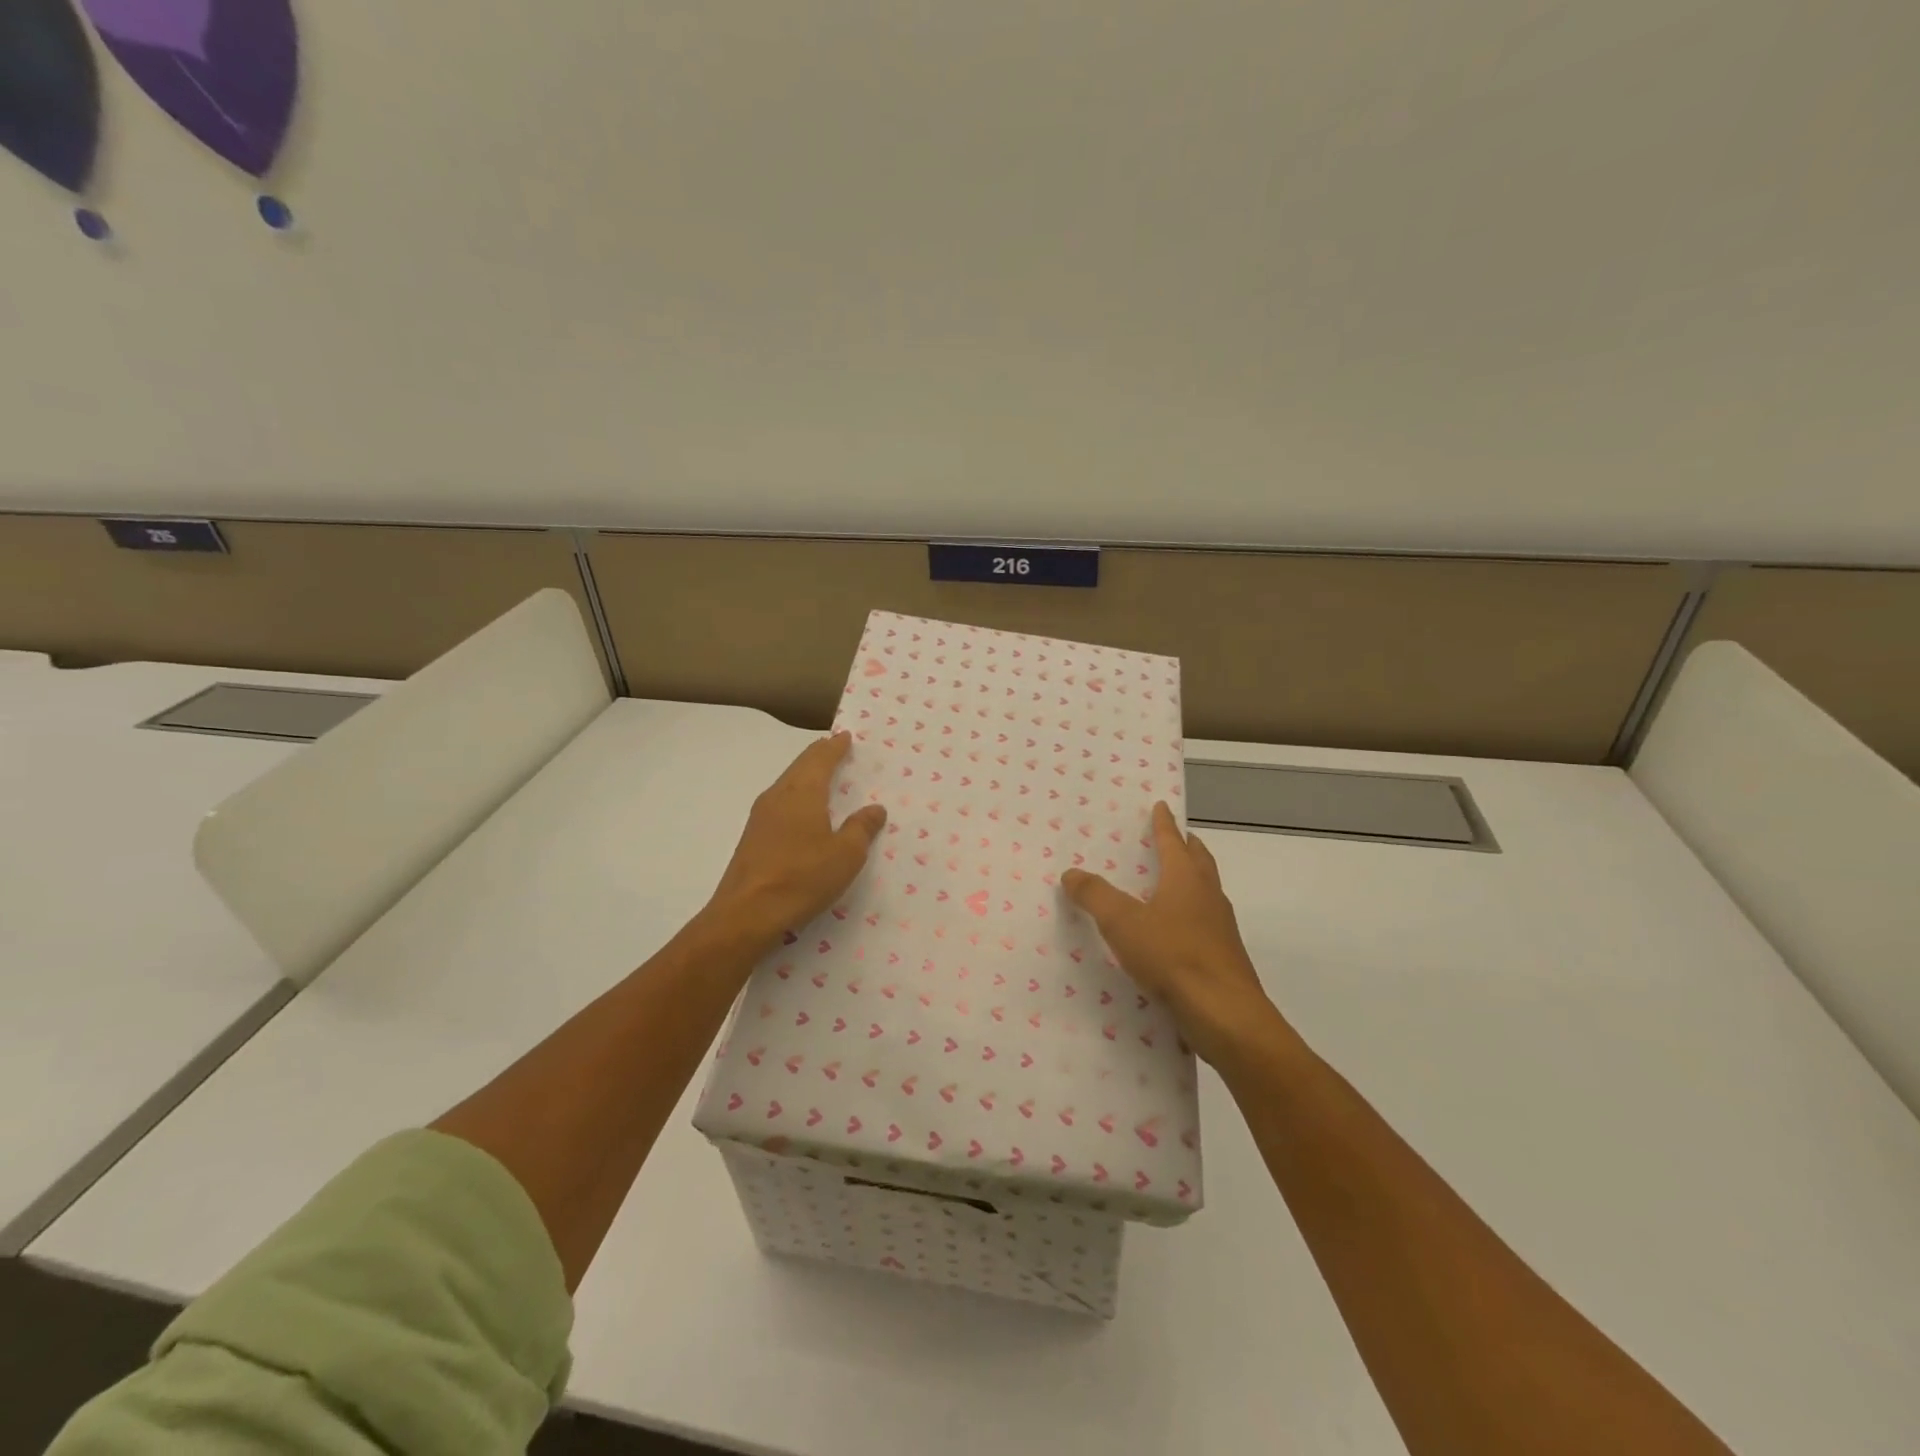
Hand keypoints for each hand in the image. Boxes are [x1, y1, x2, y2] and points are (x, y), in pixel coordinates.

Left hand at [704, 733, 886, 949]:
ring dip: (805, 776)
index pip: (820, 758)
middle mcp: (778, 796)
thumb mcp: (845, 855)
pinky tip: (802, 812)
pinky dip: (796, 797)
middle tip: (834, 749)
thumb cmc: (802, 878)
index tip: (845, 736)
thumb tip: (875, 808)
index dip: (835, 747)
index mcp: (802, 792)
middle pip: (800, 767)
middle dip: (818, 756)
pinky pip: (779, 805)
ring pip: (787, 785)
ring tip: (822, 777)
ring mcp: (760, 818)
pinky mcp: (752, 838)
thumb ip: (861, 828)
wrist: (746, 914)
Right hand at [1062, 802, 1282, 1066]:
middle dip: (1186, 846)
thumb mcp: (1123, 923)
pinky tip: (1174, 932)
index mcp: (1186, 879)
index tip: (1161, 806)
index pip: (1173, 841)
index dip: (1163, 824)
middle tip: (1174, 837)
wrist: (1225, 1014)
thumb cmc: (1173, 957)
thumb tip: (1071, 872)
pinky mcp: (1223, 957)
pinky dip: (1190, 914)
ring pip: (1205, 892)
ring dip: (1191, 879)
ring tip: (1170, 881)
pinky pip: (1204, 923)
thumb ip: (1095, 896)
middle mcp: (1208, 896)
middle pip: (1198, 861)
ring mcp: (1220, 928)